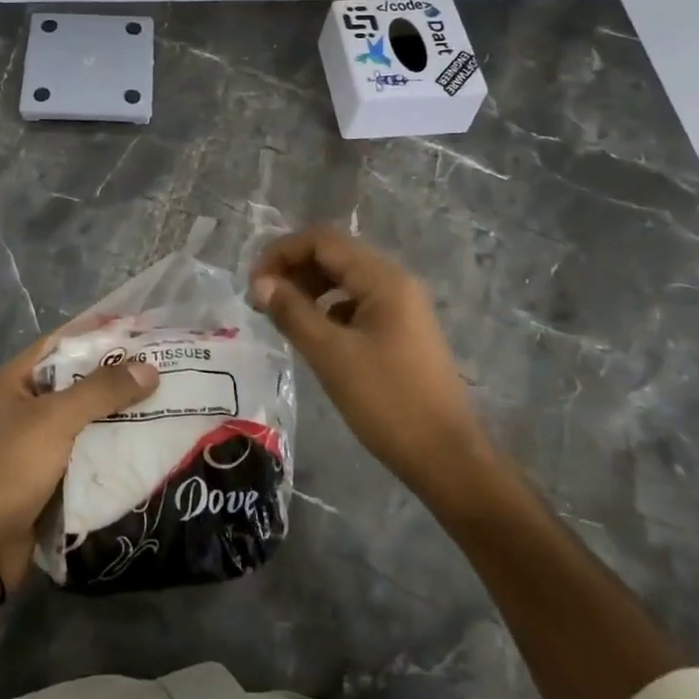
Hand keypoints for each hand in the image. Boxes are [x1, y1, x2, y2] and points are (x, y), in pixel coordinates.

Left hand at [0, 334, 158, 589]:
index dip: (103, 332)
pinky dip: (113, 443)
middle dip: (119, 375)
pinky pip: (89, 448)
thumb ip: (102, 390)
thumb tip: (150, 369)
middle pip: (80, 378)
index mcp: (18, 379)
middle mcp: (28, 403)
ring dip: (121, 411)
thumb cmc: (11, 468)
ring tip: (167, 401)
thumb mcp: (56, 419)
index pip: (66, 341)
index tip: (145, 329)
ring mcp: (39, 440)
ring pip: (88, 415)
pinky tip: (148, 441)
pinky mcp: (52, 472)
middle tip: (167, 367)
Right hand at [251, 226, 496, 506]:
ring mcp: (402, 307)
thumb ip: (292, 312)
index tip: (253, 283)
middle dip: (294, 269)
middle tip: (261, 300)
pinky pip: (356, 304)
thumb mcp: (331, 355)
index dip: (282, 252)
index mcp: (383, 279)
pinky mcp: (401, 331)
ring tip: (280, 315)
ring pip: (345, 280)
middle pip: (335, 255)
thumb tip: (259, 282)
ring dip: (309, 288)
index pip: (323, 241)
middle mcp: (395, 282)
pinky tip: (313, 334)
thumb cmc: (387, 401)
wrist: (445, 457)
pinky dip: (328, 309)